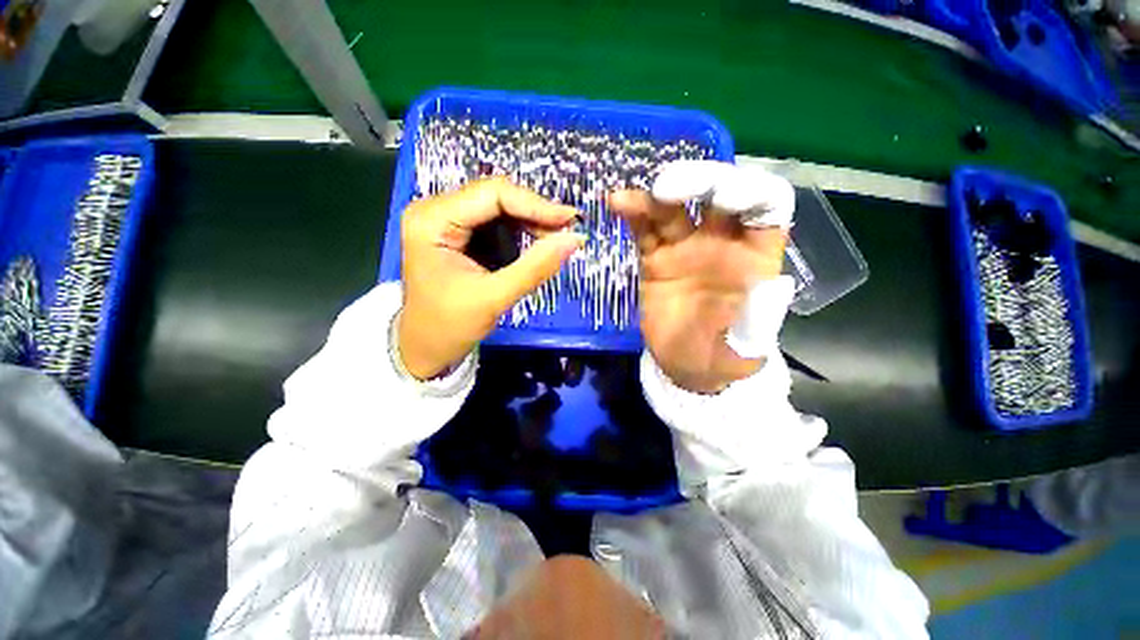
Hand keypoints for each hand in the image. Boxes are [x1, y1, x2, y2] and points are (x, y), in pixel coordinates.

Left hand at [398, 177, 583, 379]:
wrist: (425, 348)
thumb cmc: (449, 326)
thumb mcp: (494, 298)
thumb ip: (535, 267)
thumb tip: (574, 239)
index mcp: (432, 220)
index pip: (492, 194)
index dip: (536, 204)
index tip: (571, 220)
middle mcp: (435, 210)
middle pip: (496, 196)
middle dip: (535, 214)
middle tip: (568, 232)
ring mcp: (445, 219)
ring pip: (499, 207)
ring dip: (531, 223)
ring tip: (556, 240)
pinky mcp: (457, 232)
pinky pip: (495, 222)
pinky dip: (520, 232)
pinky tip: (537, 244)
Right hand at [610, 190, 786, 393]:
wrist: (685, 367)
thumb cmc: (722, 357)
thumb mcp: (744, 348)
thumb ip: (754, 320)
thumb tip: (763, 284)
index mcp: (756, 257)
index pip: (766, 206)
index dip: (750, 192)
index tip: (722, 200)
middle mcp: (722, 243)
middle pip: (717, 196)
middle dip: (698, 183)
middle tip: (667, 188)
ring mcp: (686, 248)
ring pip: (674, 210)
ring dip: (656, 197)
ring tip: (631, 199)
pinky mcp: (656, 259)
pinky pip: (645, 232)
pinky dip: (633, 215)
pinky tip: (617, 204)